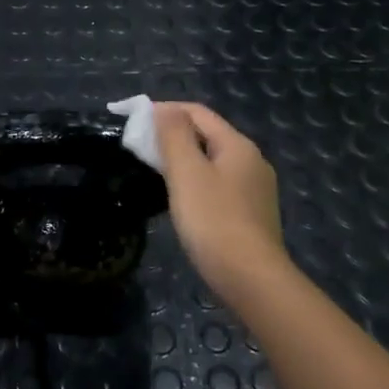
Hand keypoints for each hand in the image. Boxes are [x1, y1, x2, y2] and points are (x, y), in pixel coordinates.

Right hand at [154, 103, 289, 293]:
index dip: (164, 109)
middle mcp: (252, 161)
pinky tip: (181, 198)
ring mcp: (255, 189)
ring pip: (212, 161)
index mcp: (238, 145)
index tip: (133, 118)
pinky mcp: (252, 213)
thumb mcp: (187, 173)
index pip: (197, 112)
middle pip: (207, 135)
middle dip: (172, 134)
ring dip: (183, 158)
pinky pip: (218, 184)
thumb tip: (164, 109)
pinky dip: (196, 180)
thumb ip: (174, 135)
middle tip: (140, 146)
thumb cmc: (213, 221)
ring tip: (154, 170)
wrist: (251, 280)